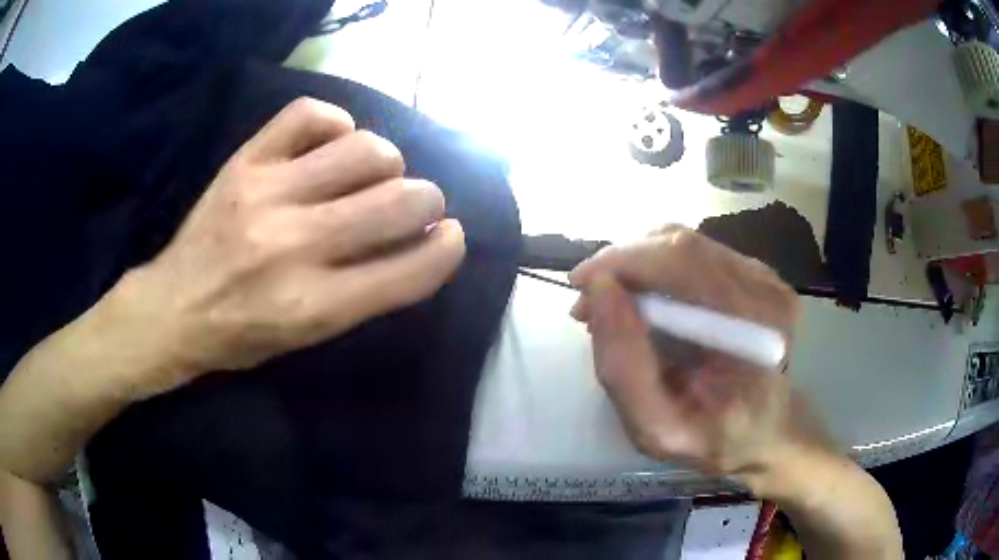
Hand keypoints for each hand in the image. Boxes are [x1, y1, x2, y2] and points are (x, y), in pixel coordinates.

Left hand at [102, 98, 465, 396]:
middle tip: (416, 205)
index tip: (451, 236)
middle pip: (399, 202)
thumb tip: (419, 241)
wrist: (173, 308)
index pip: (410, 271)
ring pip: (365, 151)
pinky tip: (332, 143)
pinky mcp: (245, 162)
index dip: (447, 249)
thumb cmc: (243, 334)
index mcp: (315, 307)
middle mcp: (296, 247)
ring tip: (373, 174)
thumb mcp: (310, 337)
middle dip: (427, 201)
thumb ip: (367, 293)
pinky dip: (335, 123)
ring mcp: (267, 195)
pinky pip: (309, 115)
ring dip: (388, 162)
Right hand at [569, 225, 829, 485]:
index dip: (623, 260)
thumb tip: (599, 290)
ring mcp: (764, 276)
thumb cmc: (716, 440)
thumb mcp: (657, 430)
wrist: (766, 431)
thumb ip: (624, 368)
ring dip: (637, 266)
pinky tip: (645, 302)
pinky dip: (657, 270)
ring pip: (684, 243)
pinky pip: (695, 254)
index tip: (580, 286)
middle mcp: (766, 289)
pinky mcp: (754, 274)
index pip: (683, 261)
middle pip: (681, 243)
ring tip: (613, 304)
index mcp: (755, 328)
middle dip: (623, 263)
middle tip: (589, 303)